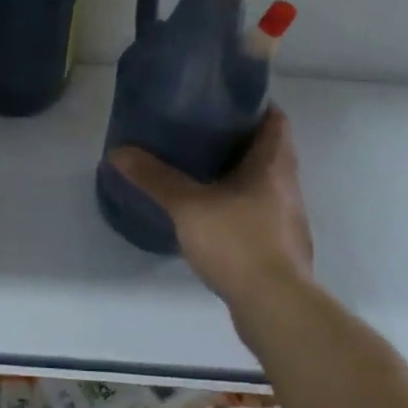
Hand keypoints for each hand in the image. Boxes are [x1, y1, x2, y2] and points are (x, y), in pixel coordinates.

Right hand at [106, 108, 313, 312]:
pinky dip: (239, 205)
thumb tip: (118, 152)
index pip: (276, 120)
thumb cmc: (239, 242)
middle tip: (201, 131)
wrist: (276, 307)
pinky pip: (260, 212)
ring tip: (200, 170)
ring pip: (265, 183)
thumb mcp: (188, 206)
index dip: (255, 105)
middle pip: (270, 150)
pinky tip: (211, 215)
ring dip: (240, 174)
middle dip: (240, 139)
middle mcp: (288, 186)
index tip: (224, 100)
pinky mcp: (281, 247)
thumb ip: (154, 178)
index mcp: (273, 165)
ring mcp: (288, 219)